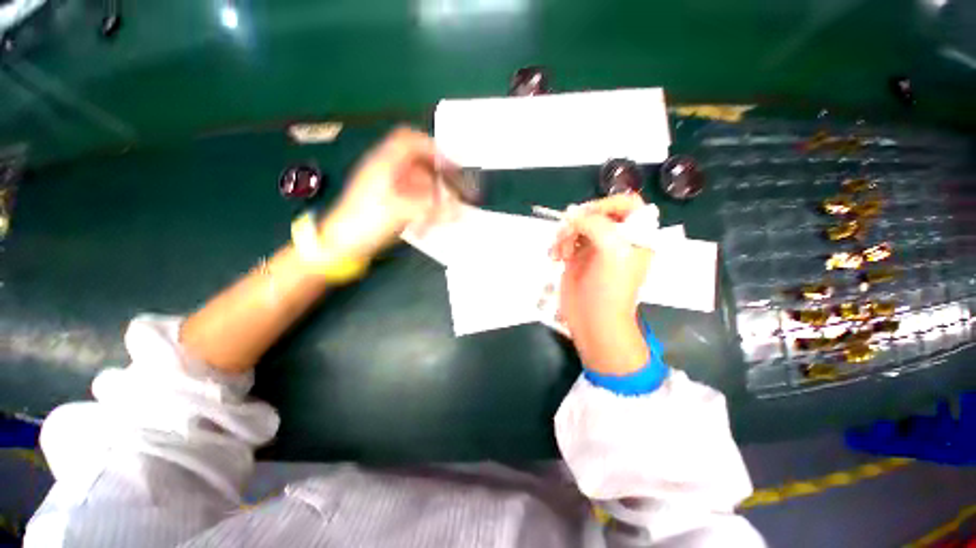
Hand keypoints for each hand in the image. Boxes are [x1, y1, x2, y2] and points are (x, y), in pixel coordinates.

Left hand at [318, 127, 457, 259]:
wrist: (341, 244)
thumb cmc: (365, 222)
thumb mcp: (400, 212)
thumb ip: (432, 209)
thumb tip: (459, 210)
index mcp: (383, 163)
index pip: (409, 140)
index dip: (432, 147)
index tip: (450, 164)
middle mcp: (386, 170)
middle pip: (416, 161)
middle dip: (436, 173)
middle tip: (452, 186)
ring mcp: (387, 187)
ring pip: (416, 180)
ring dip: (432, 192)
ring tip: (443, 207)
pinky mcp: (389, 202)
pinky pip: (412, 197)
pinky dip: (424, 205)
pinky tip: (429, 219)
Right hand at [549, 194, 651, 374]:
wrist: (594, 320)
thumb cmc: (610, 288)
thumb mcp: (612, 250)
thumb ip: (595, 224)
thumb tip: (572, 217)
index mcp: (635, 235)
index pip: (625, 204)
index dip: (606, 204)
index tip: (587, 217)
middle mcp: (615, 238)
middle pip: (594, 213)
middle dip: (578, 222)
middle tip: (566, 235)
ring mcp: (594, 248)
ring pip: (576, 226)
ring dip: (564, 235)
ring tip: (560, 253)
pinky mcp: (576, 258)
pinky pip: (564, 240)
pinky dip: (557, 245)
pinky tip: (555, 257)